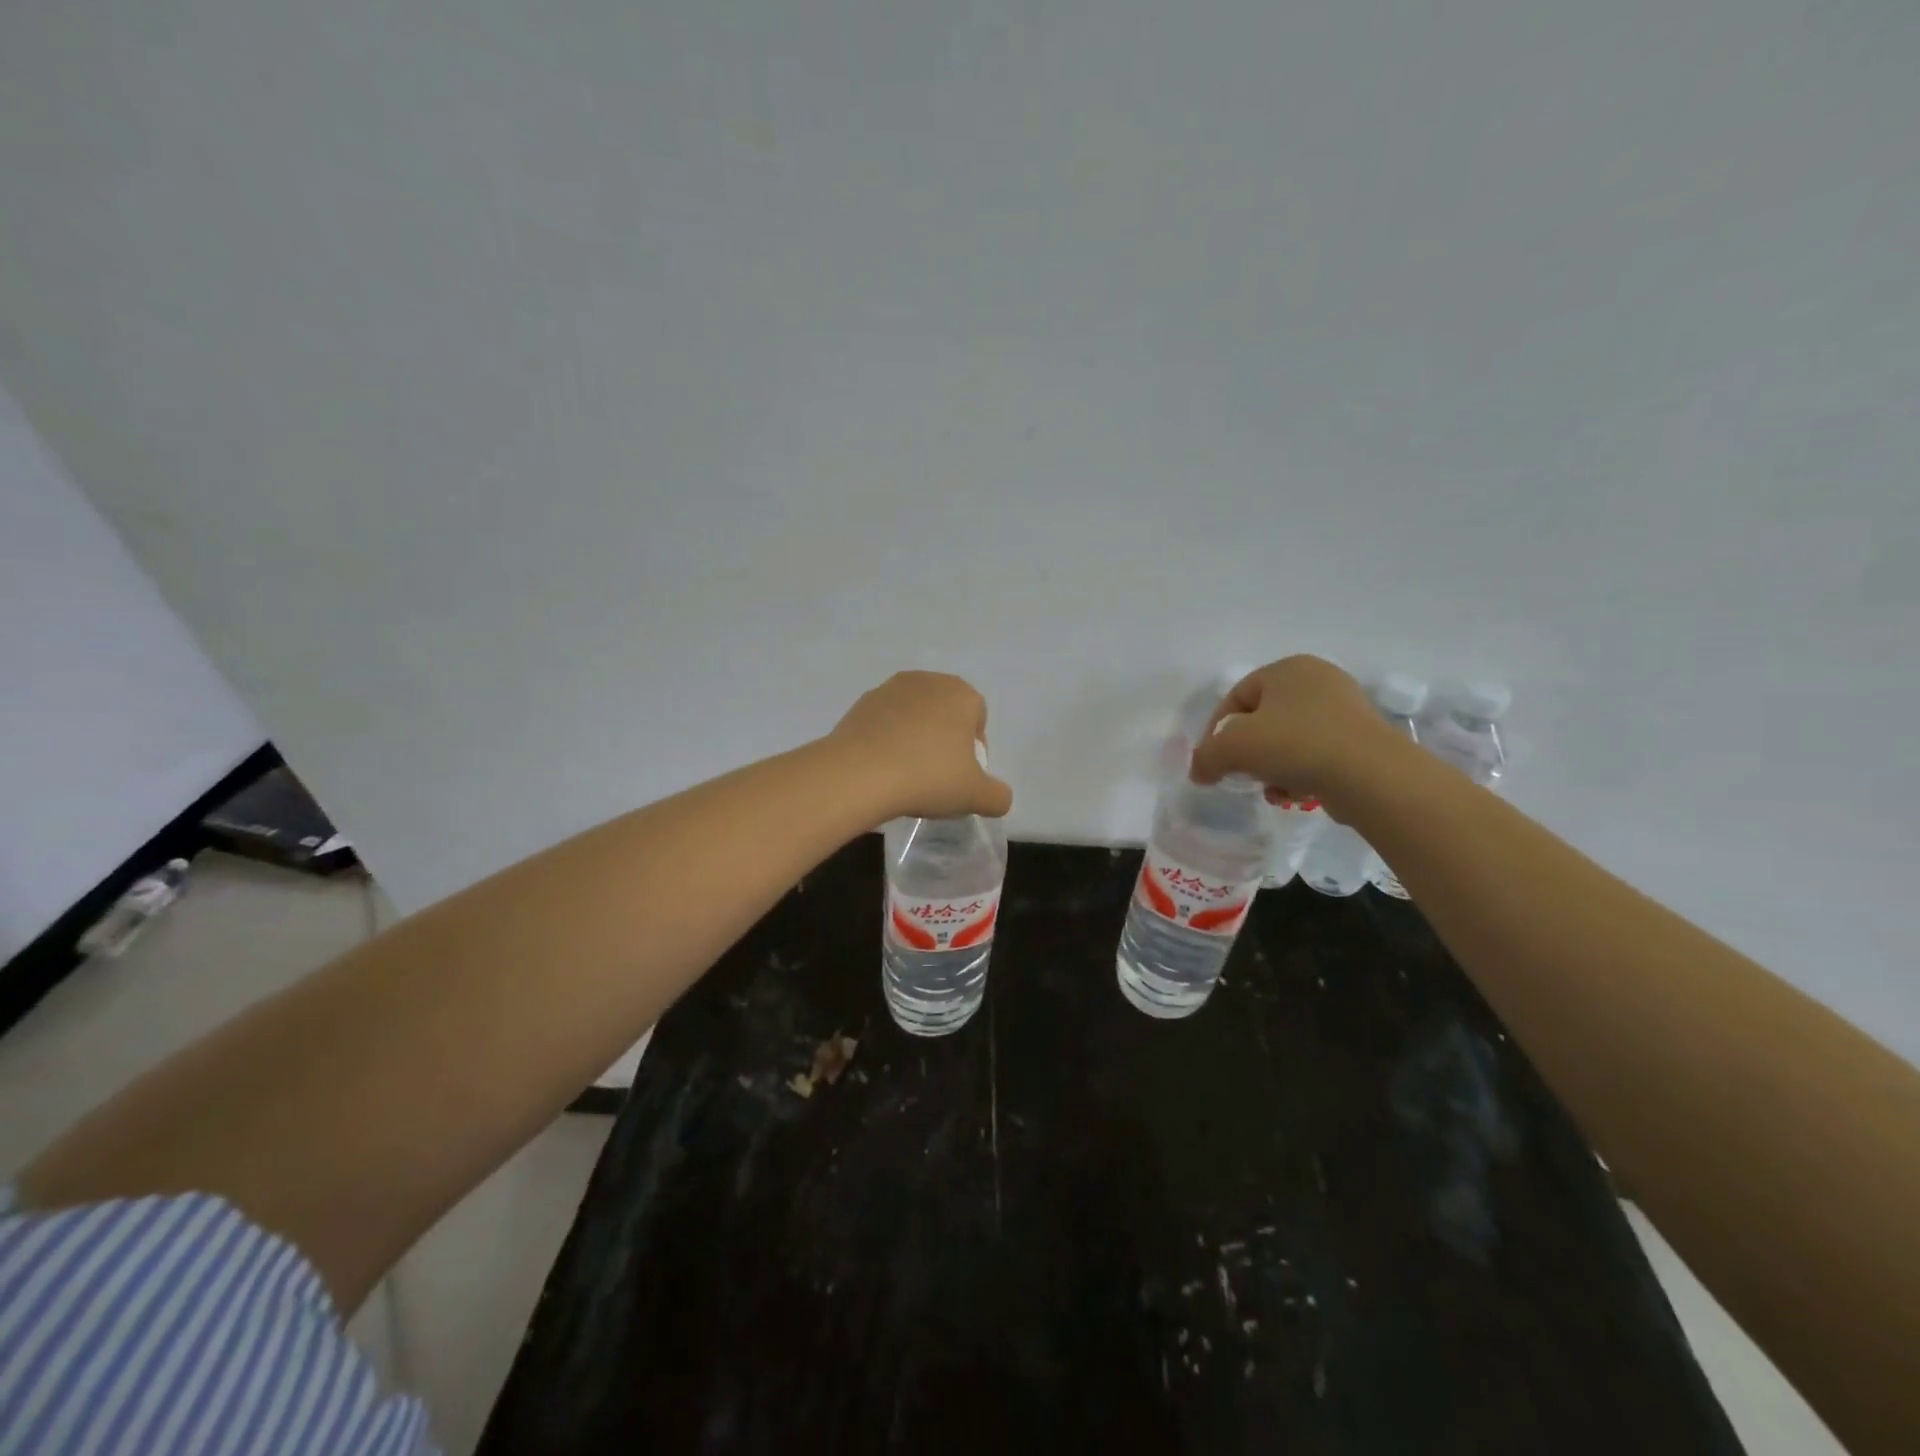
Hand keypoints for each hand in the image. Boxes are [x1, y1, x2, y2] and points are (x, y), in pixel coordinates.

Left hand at [828, 671, 1014, 820]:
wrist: (858, 775)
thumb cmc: (928, 776)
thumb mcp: (976, 796)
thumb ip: (998, 796)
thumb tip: (999, 797)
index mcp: (961, 693)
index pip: (978, 717)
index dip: (975, 748)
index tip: (963, 776)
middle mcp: (927, 681)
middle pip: (945, 712)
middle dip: (945, 739)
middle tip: (937, 775)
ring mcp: (889, 689)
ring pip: (914, 715)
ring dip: (915, 738)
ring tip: (907, 773)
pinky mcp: (860, 704)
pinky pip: (884, 722)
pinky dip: (887, 740)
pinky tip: (882, 768)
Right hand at [1188, 656, 1404, 813]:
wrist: (1370, 774)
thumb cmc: (1294, 745)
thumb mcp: (1232, 747)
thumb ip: (1205, 757)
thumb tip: (1199, 771)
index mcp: (1287, 669)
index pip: (1237, 696)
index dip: (1217, 730)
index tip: (1212, 760)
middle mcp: (1318, 680)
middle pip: (1263, 720)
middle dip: (1248, 753)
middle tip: (1242, 775)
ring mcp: (1346, 709)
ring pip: (1289, 741)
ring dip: (1273, 768)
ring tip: (1273, 790)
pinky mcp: (1363, 739)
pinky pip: (1317, 755)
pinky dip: (1301, 774)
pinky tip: (1298, 795)